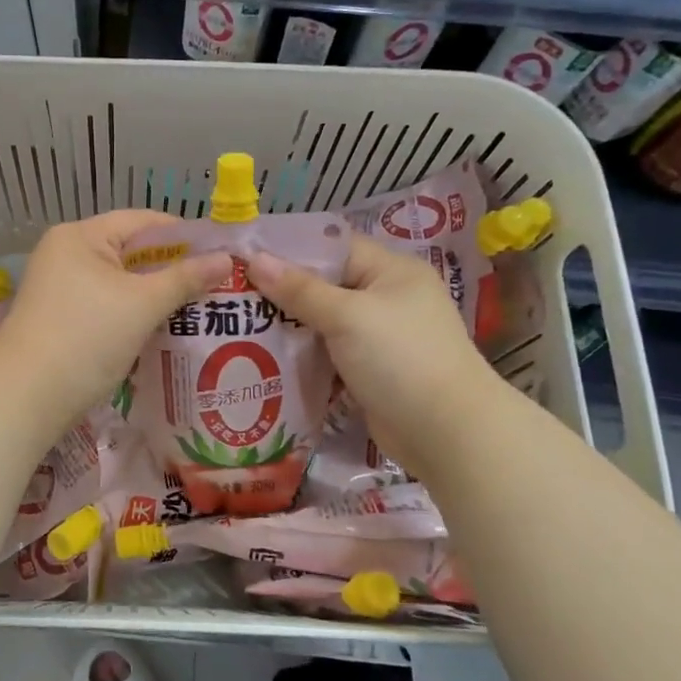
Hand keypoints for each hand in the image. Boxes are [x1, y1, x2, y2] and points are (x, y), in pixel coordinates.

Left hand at [0, 211, 231, 431]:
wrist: (26, 396)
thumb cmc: (86, 338)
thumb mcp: (142, 305)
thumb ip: (185, 279)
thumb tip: (226, 259)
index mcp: (81, 237)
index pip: (143, 222)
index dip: (184, 236)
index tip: (221, 256)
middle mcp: (67, 254)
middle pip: (132, 252)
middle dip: (173, 269)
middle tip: (216, 286)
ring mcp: (61, 288)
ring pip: (122, 283)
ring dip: (156, 295)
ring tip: (199, 308)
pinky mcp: (62, 318)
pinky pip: (108, 305)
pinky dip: (135, 314)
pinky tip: (164, 329)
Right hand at [247, 236, 500, 476]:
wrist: (447, 433)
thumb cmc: (401, 359)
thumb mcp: (348, 316)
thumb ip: (300, 289)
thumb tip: (254, 259)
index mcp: (391, 271)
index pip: (333, 247)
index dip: (289, 249)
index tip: (243, 256)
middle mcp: (387, 298)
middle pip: (325, 285)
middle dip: (282, 291)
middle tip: (233, 294)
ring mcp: (379, 337)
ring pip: (323, 322)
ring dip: (289, 327)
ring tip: (238, 325)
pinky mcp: (370, 371)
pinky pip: (329, 354)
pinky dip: (303, 356)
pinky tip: (265, 357)